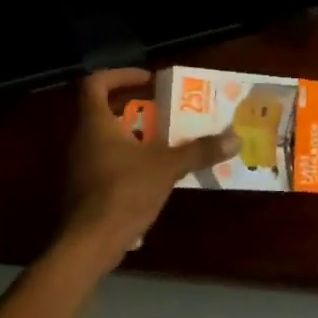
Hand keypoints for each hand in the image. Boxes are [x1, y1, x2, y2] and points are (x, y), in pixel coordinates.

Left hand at [62, 68, 237, 266]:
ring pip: (108, 138)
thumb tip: (235, 138)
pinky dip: (131, 159)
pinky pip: (109, 162)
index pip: (95, 84)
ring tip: (167, 139)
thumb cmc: (124, 192)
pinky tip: (156, 173)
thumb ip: (199, 150)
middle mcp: (83, 139)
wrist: (90, 242)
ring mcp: (82, 165)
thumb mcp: (167, 167)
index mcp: (96, 124)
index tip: (148, 79)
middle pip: (103, 110)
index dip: (120, 75)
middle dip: (135, 106)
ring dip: (135, 134)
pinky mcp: (87, 188)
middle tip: (165, 108)